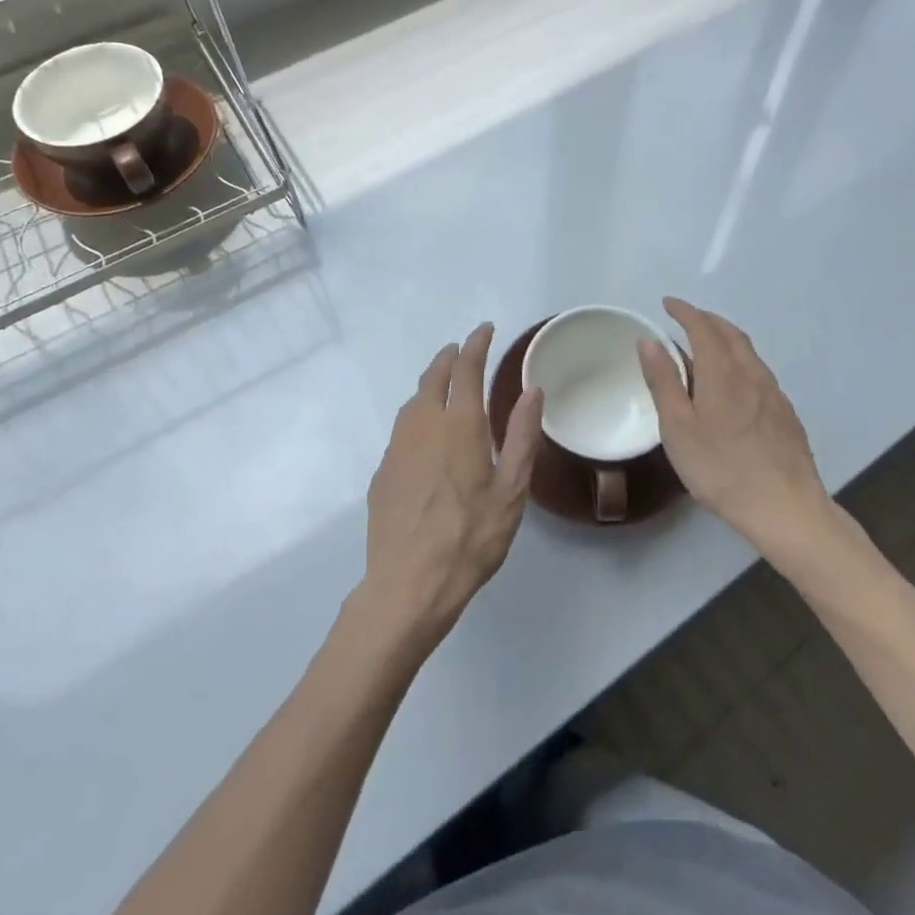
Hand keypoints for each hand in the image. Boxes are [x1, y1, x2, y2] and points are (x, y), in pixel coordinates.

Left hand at [359, 324, 542, 649]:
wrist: (408, 584)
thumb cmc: (470, 537)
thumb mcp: (511, 490)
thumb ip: (522, 436)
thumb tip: (532, 390)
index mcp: (459, 425)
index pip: (467, 369)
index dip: (476, 344)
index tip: (485, 329)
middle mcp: (423, 425)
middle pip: (433, 377)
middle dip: (449, 358)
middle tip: (462, 351)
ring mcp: (397, 448)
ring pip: (413, 401)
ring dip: (430, 384)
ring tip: (444, 386)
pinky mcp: (382, 472)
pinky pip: (402, 430)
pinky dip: (417, 416)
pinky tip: (424, 436)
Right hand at [639, 297, 859, 571]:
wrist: (786, 508)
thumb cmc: (721, 469)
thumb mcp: (677, 428)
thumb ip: (663, 381)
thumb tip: (649, 340)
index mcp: (722, 372)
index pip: (702, 327)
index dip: (684, 311)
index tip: (667, 303)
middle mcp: (751, 373)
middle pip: (730, 333)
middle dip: (706, 319)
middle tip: (685, 318)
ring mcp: (773, 393)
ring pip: (748, 352)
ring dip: (725, 338)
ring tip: (706, 345)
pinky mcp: (785, 413)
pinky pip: (758, 371)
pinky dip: (739, 360)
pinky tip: (733, 382)